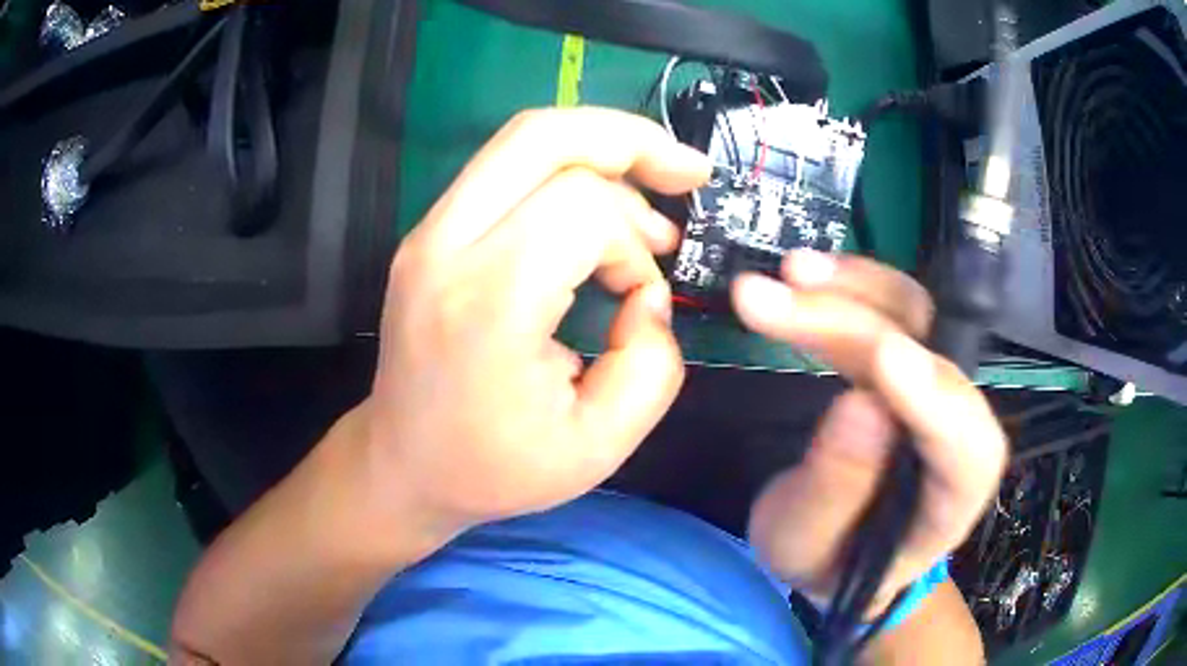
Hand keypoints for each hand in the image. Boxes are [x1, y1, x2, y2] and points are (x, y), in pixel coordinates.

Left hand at [363, 108, 708, 536]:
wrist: (403, 464)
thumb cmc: (492, 468)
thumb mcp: (598, 446)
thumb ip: (652, 367)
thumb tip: (648, 295)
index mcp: (487, 303)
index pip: (582, 209)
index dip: (632, 244)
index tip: (640, 298)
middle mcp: (446, 247)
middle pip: (543, 135)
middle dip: (631, 140)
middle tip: (688, 172)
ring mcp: (428, 232)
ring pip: (524, 140)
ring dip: (601, 154)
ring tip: (648, 212)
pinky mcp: (429, 233)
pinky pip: (507, 168)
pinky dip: (568, 172)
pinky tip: (600, 213)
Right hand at [733, 252, 1006, 612]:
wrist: (839, 544)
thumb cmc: (827, 561)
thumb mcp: (807, 549)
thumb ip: (833, 493)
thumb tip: (858, 403)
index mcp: (954, 497)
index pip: (967, 445)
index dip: (933, 398)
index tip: (879, 359)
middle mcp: (960, 429)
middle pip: (933, 361)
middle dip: (856, 326)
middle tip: (772, 300)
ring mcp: (937, 387)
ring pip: (917, 320)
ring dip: (856, 290)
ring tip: (789, 273)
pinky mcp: (909, 362)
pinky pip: (892, 312)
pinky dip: (851, 288)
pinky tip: (806, 273)